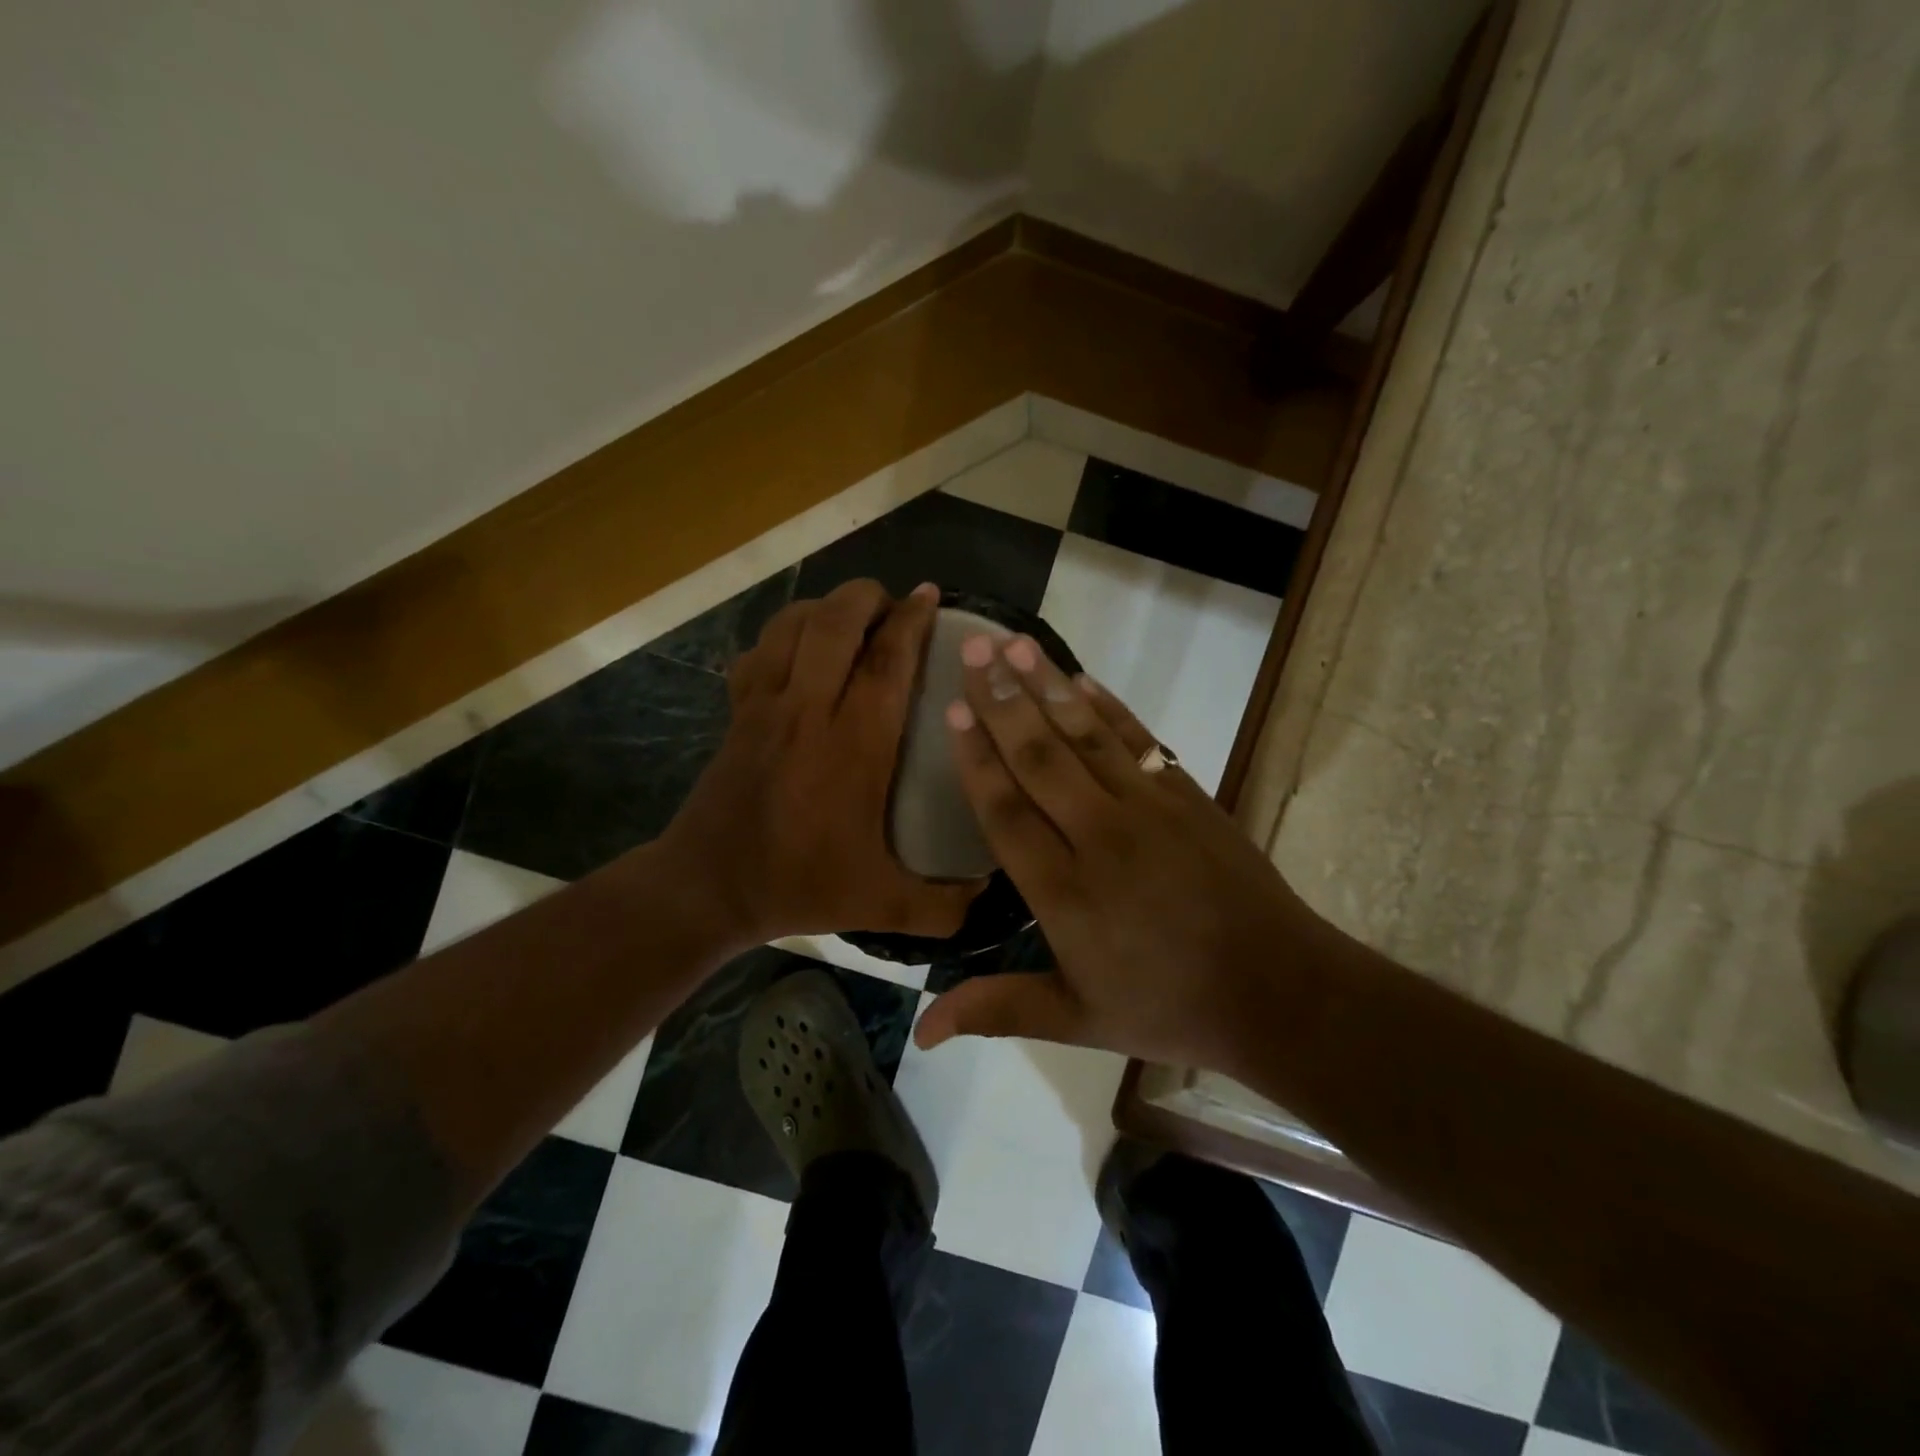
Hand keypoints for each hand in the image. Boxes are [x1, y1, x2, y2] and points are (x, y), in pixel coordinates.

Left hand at [661, 579, 981, 947]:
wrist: (706, 888)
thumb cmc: (798, 885)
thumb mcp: (881, 904)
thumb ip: (943, 905)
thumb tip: (990, 892)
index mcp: (854, 745)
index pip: (887, 661)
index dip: (911, 621)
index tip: (929, 596)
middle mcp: (808, 709)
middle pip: (835, 622)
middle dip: (866, 597)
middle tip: (892, 605)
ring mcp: (765, 705)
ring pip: (791, 625)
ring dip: (825, 607)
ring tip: (851, 616)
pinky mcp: (737, 711)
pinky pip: (758, 650)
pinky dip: (782, 635)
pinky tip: (799, 651)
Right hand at [912, 632, 1316, 1076]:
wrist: (1276, 991)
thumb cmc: (1167, 1007)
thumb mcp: (1076, 1020)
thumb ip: (997, 1009)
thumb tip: (920, 1032)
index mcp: (1065, 892)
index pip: (1006, 811)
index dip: (977, 758)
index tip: (953, 710)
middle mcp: (1100, 837)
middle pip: (1040, 757)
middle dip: (1001, 700)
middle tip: (972, 647)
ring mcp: (1149, 810)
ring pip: (1086, 736)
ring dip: (1048, 687)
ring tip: (1016, 645)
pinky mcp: (1188, 796)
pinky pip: (1140, 740)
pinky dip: (1109, 707)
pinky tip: (1082, 679)